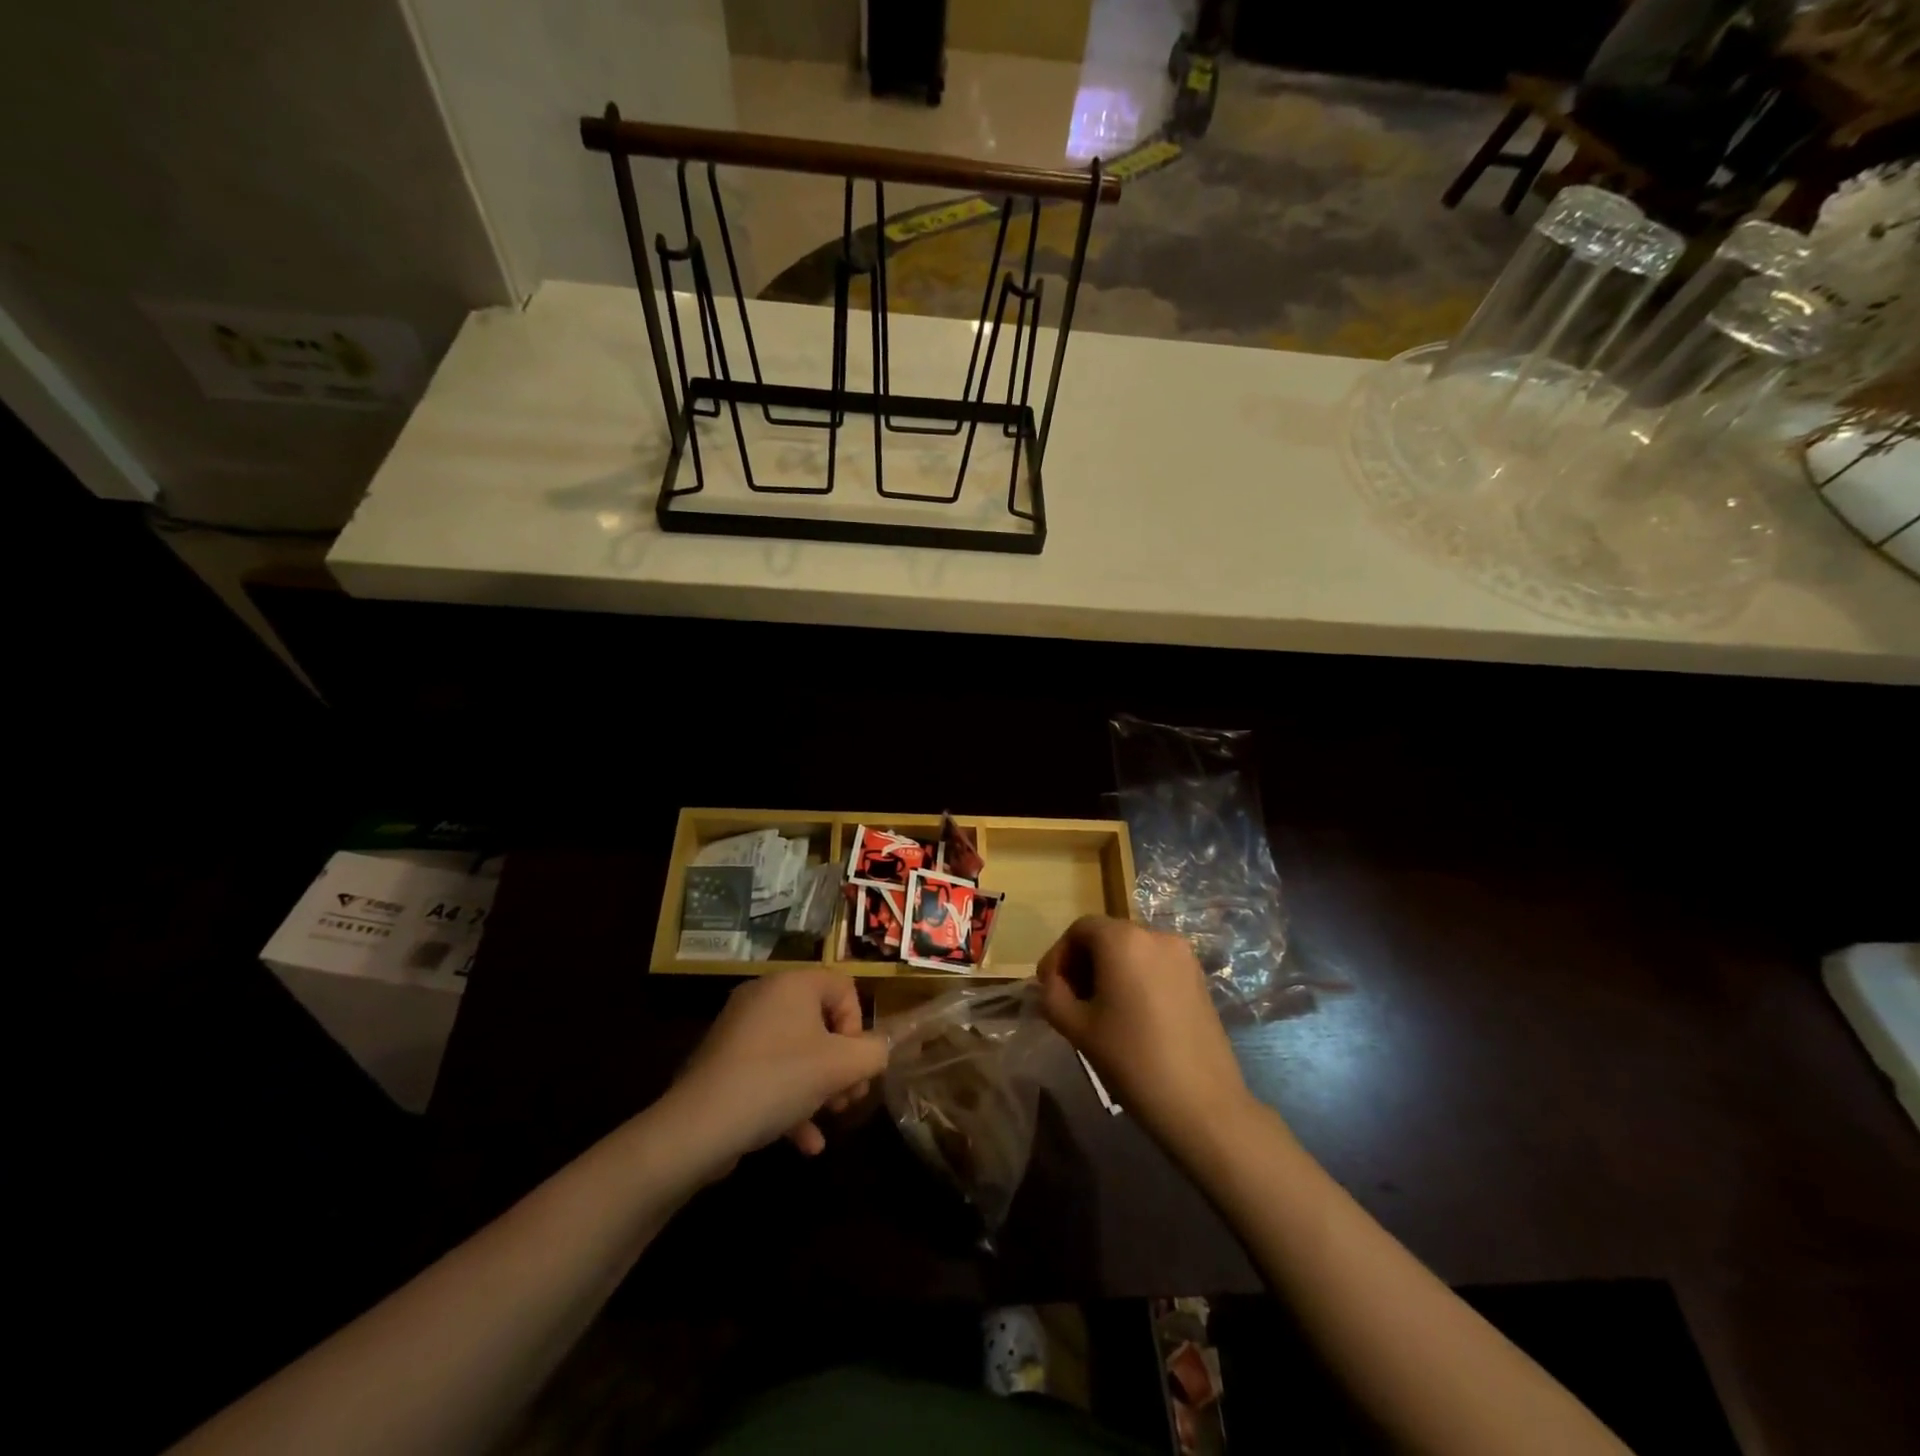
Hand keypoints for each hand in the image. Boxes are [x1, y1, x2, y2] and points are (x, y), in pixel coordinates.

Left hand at [671, 971, 888, 1164]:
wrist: (698, 1126)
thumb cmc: (778, 1080)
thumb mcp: (840, 1067)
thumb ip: (874, 1053)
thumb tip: (880, 1051)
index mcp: (793, 983)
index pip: (844, 988)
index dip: (858, 1027)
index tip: (853, 1064)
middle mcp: (765, 996)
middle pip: (822, 1023)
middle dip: (841, 1065)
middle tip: (848, 1099)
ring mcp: (741, 1030)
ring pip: (798, 1052)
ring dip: (820, 1087)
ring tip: (829, 1120)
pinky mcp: (725, 1062)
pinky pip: (770, 1072)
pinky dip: (790, 1101)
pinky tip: (804, 1143)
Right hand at [1037, 916, 1260, 1155]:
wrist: (1202, 1104)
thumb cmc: (1132, 1060)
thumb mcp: (1076, 1028)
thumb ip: (1053, 995)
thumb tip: (1054, 983)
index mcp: (1123, 941)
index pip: (1080, 929)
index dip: (1059, 955)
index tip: (1050, 988)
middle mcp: (1155, 935)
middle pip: (1107, 936)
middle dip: (1083, 963)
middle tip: (1070, 1000)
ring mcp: (1183, 956)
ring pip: (1132, 951)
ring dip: (1109, 971)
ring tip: (1100, 1010)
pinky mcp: (1199, 978)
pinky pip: (1155, 965)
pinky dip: (1136, 978)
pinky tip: (1131, 1015)